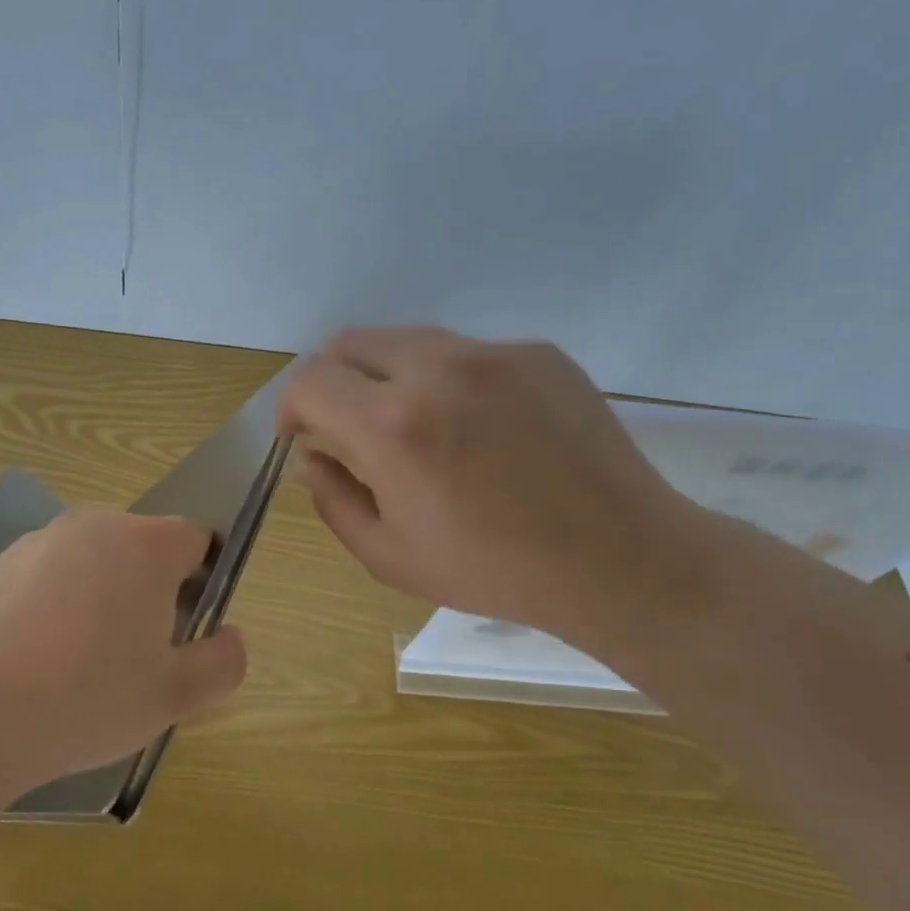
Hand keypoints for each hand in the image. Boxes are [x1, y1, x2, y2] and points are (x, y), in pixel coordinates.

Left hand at [0, 509, 247, 794]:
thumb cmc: (83, 700)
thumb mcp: (174, 697)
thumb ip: (223, 663)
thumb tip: (229, 639)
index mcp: (143, 545)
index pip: (195, 540)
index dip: (203, 582)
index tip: (186, 631)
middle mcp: (90, 527)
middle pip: (140, 550)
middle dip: (149, 594)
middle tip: (135, 659)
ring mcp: (35, 544)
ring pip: (90, 566)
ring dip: (98, 602)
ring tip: (77, 669)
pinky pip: (43, 581)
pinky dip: (51, 611)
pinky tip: (31, 666)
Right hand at [278, 328, 706, 657]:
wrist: (618, 558)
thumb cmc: (492, 569)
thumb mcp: (389, 556)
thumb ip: (333, 499)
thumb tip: (310, 457)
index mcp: (391, 426)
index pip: (308, 379)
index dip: (290, 406)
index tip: (302, 435)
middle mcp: (436, 370)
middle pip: (349, 343)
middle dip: (331, 381)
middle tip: (347, 426)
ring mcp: (492, 354)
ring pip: (407, 341)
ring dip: (386, 376)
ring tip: (415, 428)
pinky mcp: (537, 353)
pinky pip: (465, 353)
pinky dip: (446, 380)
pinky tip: (479, 428)